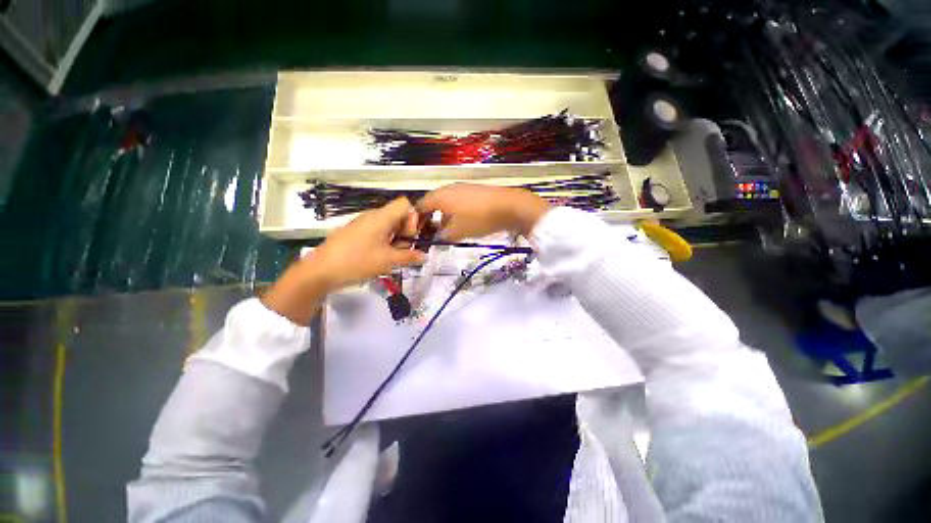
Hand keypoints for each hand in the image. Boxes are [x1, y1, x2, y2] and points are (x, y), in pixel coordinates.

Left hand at [309, 197, 425, 289]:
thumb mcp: (388, 261)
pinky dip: (384, 242)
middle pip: (397, 215)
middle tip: (402, 250)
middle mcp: (372, 216)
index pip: (405, 204)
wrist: (320, 271)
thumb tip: (425, 255)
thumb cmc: (357, 262)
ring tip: (391, 256)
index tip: (409, 237)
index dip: (413, 218)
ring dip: (395, 239)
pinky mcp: (354, 233)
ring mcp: (361, 224)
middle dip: (405, 232)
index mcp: (381, 217)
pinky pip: (376, 232)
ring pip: (387, 225)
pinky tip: (379, 257)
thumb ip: (409, 256)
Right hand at [416, 184, 551, 241]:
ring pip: (445, 202)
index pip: (420, 206)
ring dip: (441, 215)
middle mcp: (448, 189)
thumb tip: (438, 236)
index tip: (416, 231)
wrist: (509, 206)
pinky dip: (453, 212)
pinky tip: (460, 222)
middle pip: (432, 203)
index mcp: (440, 197)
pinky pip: (456, 201)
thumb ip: (443, 236)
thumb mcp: (458, 232)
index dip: (416, 220)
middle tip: (429, 231)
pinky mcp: (473, 191)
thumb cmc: (480, 219)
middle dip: (428, 218)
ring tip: (444, 230)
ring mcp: (462, 188)